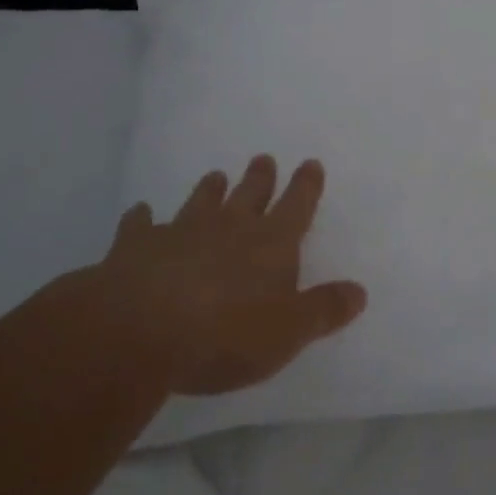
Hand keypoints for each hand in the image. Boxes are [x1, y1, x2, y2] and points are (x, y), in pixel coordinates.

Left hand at [93, 157, 367, 396]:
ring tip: (215, 177)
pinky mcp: (136, 247)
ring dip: (209, 190)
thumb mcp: (288, 332)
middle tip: (263, 159)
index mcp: (270, 244)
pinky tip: (140, 213)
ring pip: (200, 201)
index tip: (310, 163)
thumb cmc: (225, 334)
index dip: (306, 186)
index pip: (296, 207)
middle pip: (249, 194)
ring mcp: (181, 232)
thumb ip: (323, 310)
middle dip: (259, 178)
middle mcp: (229, 227)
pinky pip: (140, 225)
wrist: (139, 330)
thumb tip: (359, 291)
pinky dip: (141, 218)